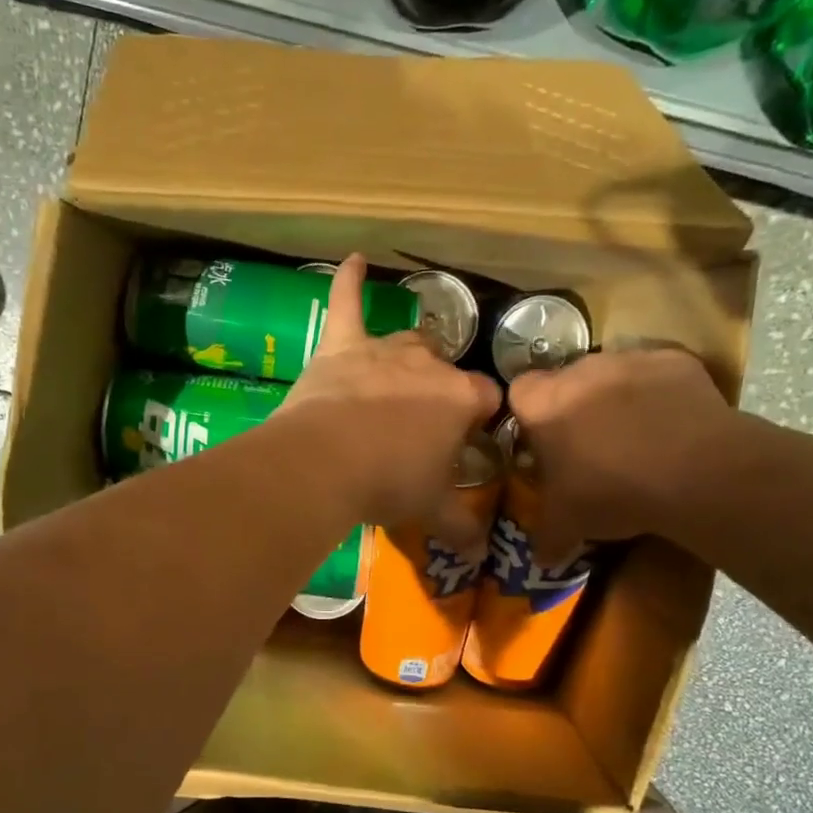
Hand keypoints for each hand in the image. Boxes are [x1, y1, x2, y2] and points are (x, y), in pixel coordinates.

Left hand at [277, 254, 500, 527]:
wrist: (325, 463)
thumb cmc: (388, 483)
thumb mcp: (429, 509)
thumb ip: (459, 526)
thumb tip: (481, 554)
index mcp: (459, 398)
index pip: (486, 398)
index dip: (479, 418)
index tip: (468, 440)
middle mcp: (427, 364)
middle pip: (444, 367)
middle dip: (439, 389)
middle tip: (421, 424)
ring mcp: (383, 351)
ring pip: (406, 342)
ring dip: (408, 357)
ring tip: (401, 376)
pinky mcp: (341, 347)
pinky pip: (346, 305)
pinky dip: (348, 283)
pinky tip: (353, 258)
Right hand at [507, 346, 734, 548]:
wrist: (696, 472)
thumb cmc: (612, 492)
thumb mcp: (567, 524)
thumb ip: (546, 537)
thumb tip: (540, 559)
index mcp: (543, 404)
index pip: (519, 392)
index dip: (530, 416)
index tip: (544, 442)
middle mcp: (580, 370)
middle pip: (567, 381)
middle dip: (574, 407)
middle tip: (589, 447)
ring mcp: (630, 360)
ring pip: (612, 375)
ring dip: (616, 399)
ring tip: (636, 439)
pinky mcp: (676, 360)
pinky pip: (657, 375)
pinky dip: (660, 395)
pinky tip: (672, 427)